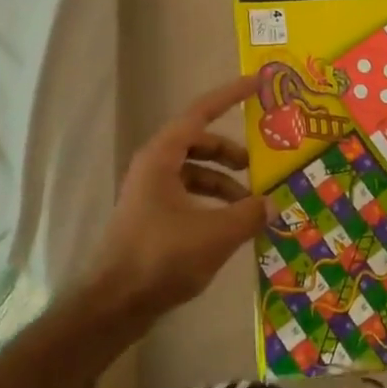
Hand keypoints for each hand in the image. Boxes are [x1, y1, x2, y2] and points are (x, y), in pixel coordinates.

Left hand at [85, 74, 267, 316]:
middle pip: (199, 143)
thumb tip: (272, 203)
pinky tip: (231, 227)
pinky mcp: (151, 218)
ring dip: (224, 183)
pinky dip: (211, 203)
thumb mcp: (215, 234)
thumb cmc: (161, 258)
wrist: (114, 304)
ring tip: (252, 207)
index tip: (258, 82)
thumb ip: (249, 214)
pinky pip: (188, 196)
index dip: (231, 95)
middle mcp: (154, 166)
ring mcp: (150, 192)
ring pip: (195, 173)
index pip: (201, 112)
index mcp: (163, 157)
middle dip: (231, 152)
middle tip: (260, 166)